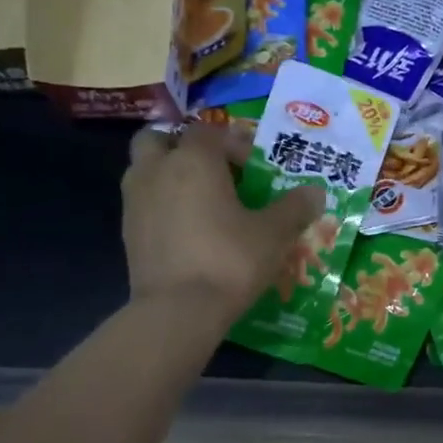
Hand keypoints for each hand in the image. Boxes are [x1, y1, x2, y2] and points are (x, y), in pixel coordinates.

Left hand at [123, 125, 325, 319]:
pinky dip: (160, 204)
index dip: (232, 142)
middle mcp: (157, 170)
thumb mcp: (273, 234)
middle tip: (212, 170)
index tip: (252, 166)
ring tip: (199, 199)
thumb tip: (316, 193)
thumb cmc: (229, 260)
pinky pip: (142, 202)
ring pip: (144, 169)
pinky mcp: (127, 232)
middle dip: (183, 146)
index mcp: (194, 160)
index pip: (209, 131)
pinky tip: (186, 228)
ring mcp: (135, 201)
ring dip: (167, 173)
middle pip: (160, 139)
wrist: (177, 311)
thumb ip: (294, 208)